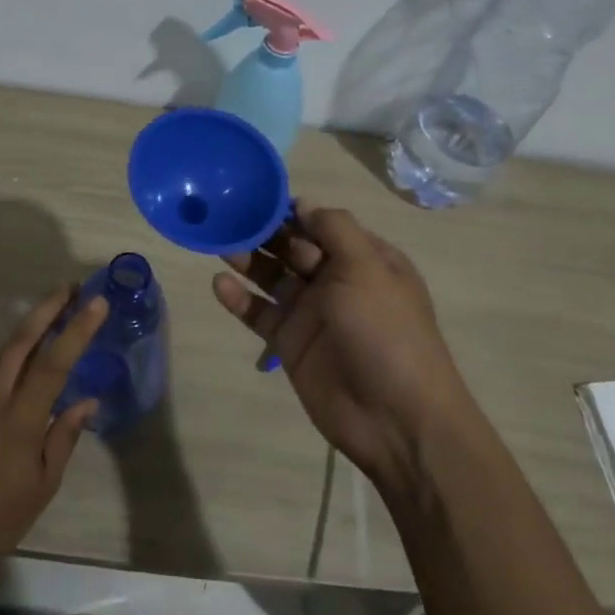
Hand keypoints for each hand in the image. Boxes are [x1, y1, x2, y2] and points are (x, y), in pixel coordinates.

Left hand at [0, 288, 108, 586]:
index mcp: (18, 419)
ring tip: (53, 308)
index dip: (77, 329)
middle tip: (71, 286)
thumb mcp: (40, 488)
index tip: (97, 301)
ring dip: (30, 324)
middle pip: (21, 341)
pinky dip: (14, 348)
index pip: (54, 363)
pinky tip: (25, 350)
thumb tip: (86, 401)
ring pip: (4, 350)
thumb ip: (62, 438)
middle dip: (47, 308)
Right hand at [213, 202, 465, 489]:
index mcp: (364, 259)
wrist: (396, 419)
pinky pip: (260, 314)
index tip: (256, 195)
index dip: (291, 210)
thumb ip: (333, 229)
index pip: (321, 224)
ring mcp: (312, 313)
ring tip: (218, 243)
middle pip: (293, 247)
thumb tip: (302, 202)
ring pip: (272, 277)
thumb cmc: (386, 331)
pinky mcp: (290, 343)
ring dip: (248, 260)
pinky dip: (239, 299)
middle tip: (227, 215)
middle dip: (263, 231)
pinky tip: (218, 283)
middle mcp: (337, 281)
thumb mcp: (367, 268)